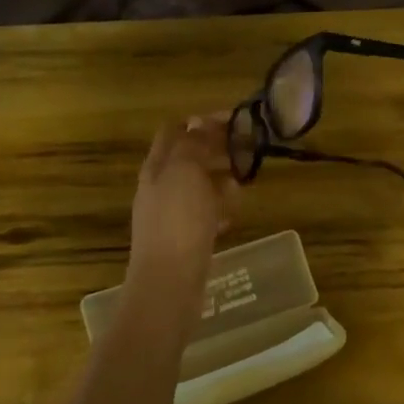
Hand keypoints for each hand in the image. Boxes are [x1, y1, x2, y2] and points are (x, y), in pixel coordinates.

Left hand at [128, 116, 240, 290]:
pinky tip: (231, 217)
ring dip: (221, 180)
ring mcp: (170, 214)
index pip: (175, 130)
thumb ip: (193, 144)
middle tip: (247, 151)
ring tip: (242, 186)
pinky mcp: (183, 239)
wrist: (169, 284)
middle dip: (217, 150)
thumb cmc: (178, 222)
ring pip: (199, 186)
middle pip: (188, 157)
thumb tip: (198, 122)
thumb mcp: (186, 172)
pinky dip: (218, 209)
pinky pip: (204, 214)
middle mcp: (159, 187)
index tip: (235, 120)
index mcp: (156, 167)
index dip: (203, 121)